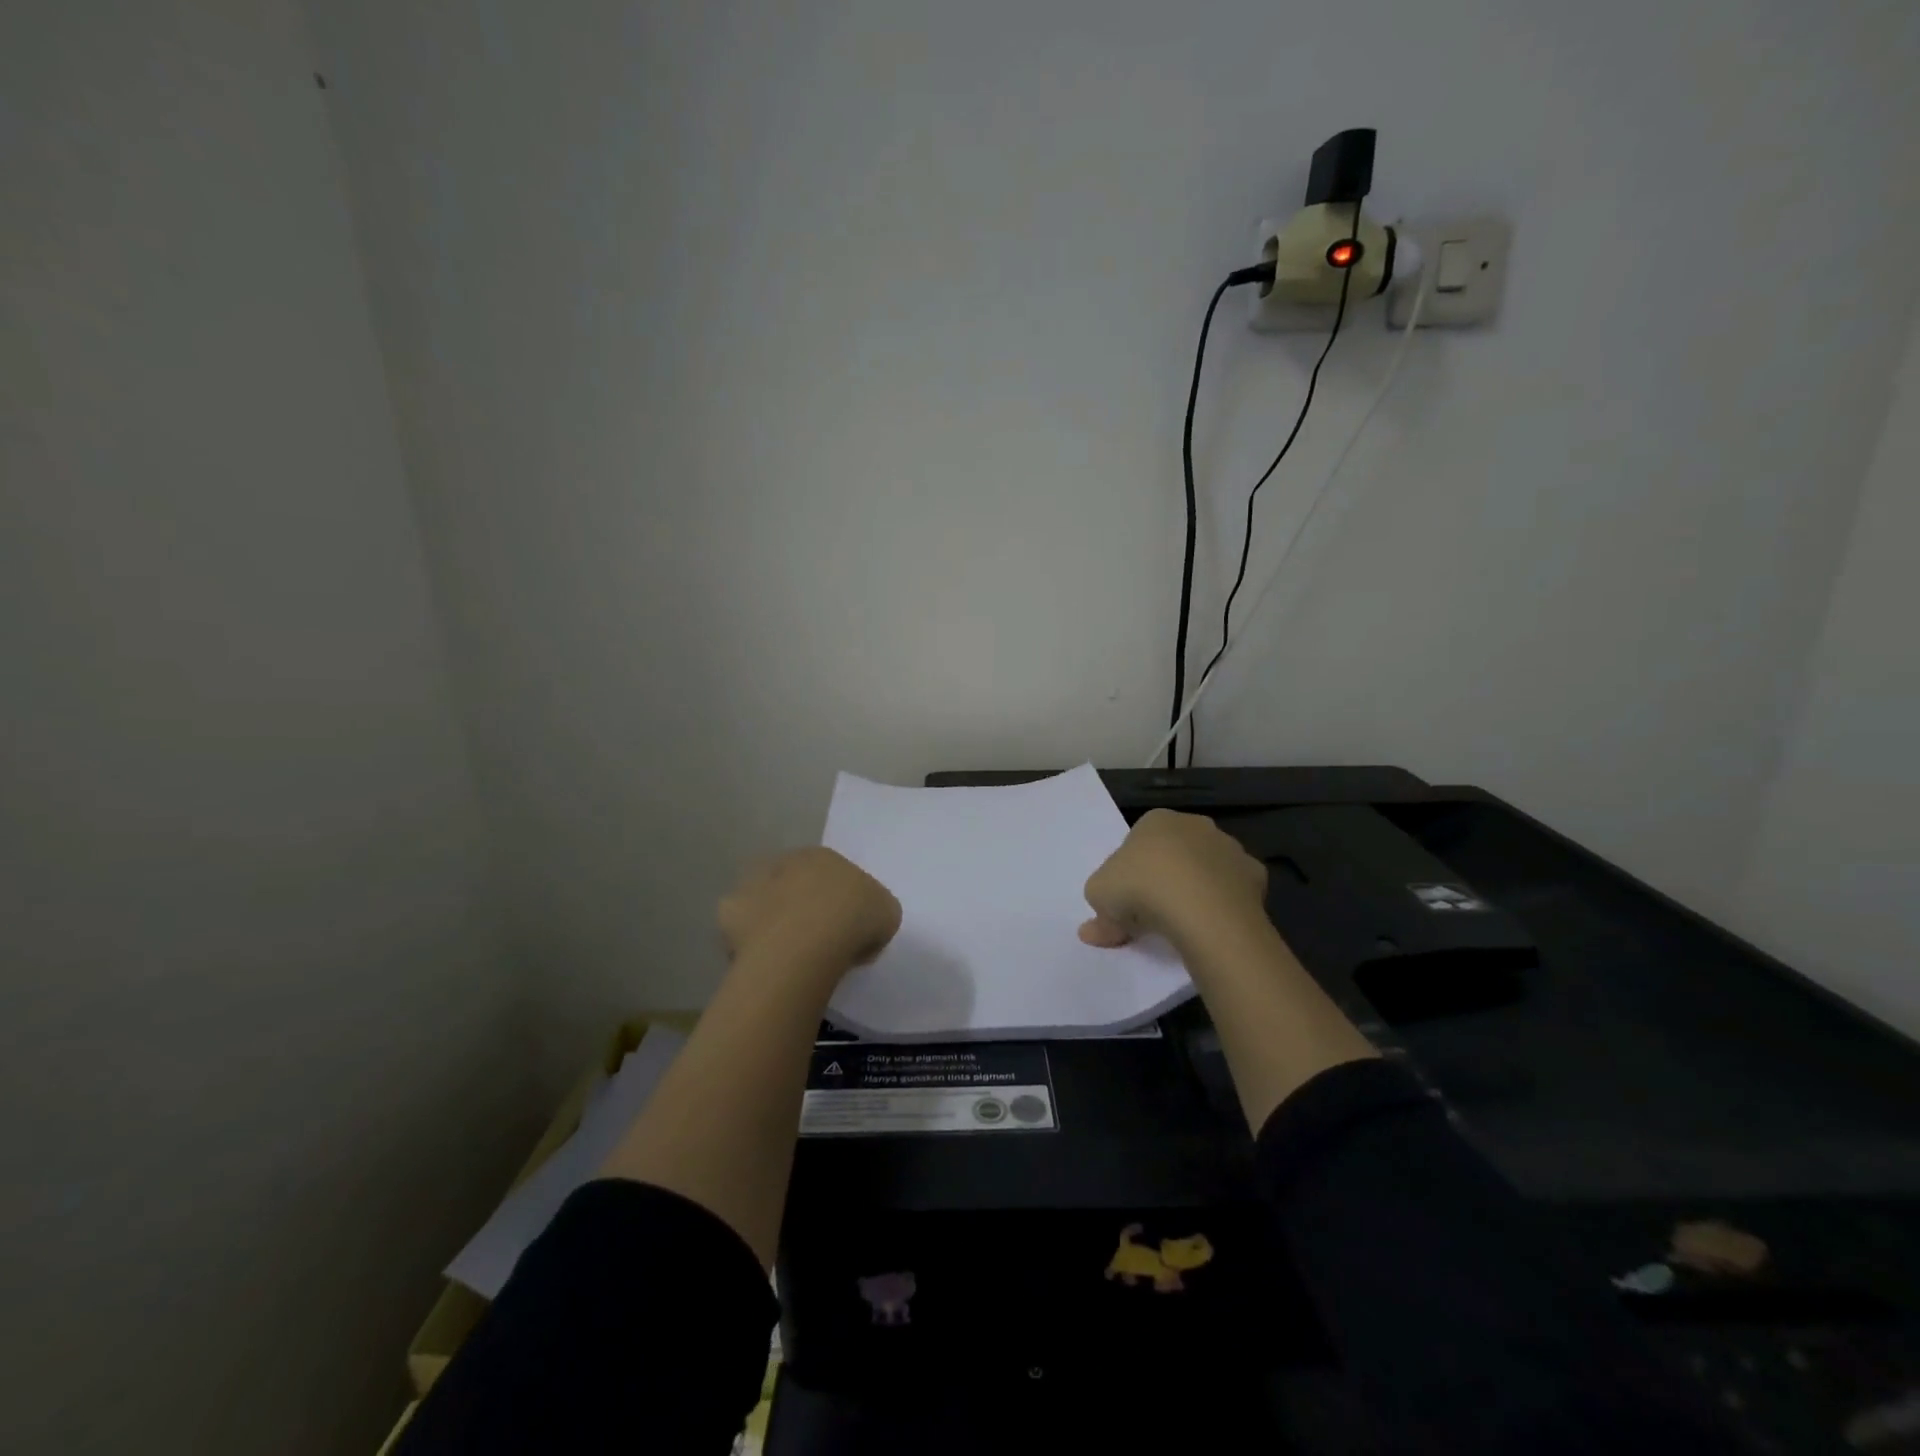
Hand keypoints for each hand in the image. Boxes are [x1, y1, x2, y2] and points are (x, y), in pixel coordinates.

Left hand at [718, 848, 901, 978]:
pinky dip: (748, 943)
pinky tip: (763, 962)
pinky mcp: (728, 912)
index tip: (845, 931)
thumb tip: (862, 926)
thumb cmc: (853, 921)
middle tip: (815, 942)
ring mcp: (752, 884)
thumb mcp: (887, 914)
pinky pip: (741, 930)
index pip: (831, 876)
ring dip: (771, 921)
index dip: (838, 903)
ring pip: (763, 903)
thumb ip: (874, 912)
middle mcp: (785, 861)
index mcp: (824, 857)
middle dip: (801, 907)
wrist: (805, 944)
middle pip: (793, 885)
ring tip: (786, 955)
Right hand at [1079, 809, 1266, 950]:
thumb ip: (1098, 913)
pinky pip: (1233, 889)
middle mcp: (1195, 825)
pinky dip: (1224, 903)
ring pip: (1207, 868)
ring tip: (1184, 924)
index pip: (1139, 842)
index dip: (1130, 872)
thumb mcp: (1099, 898)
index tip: (1126, 899)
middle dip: (1166, 876)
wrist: (1202, 909)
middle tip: (1153, 913)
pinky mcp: (1255, 874)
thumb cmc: (1141, 888)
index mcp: (1156, 820)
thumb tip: (1093, 931)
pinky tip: (1213, 925)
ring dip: (1196, 888)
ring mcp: (1229, 847)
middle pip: (1175, 852)